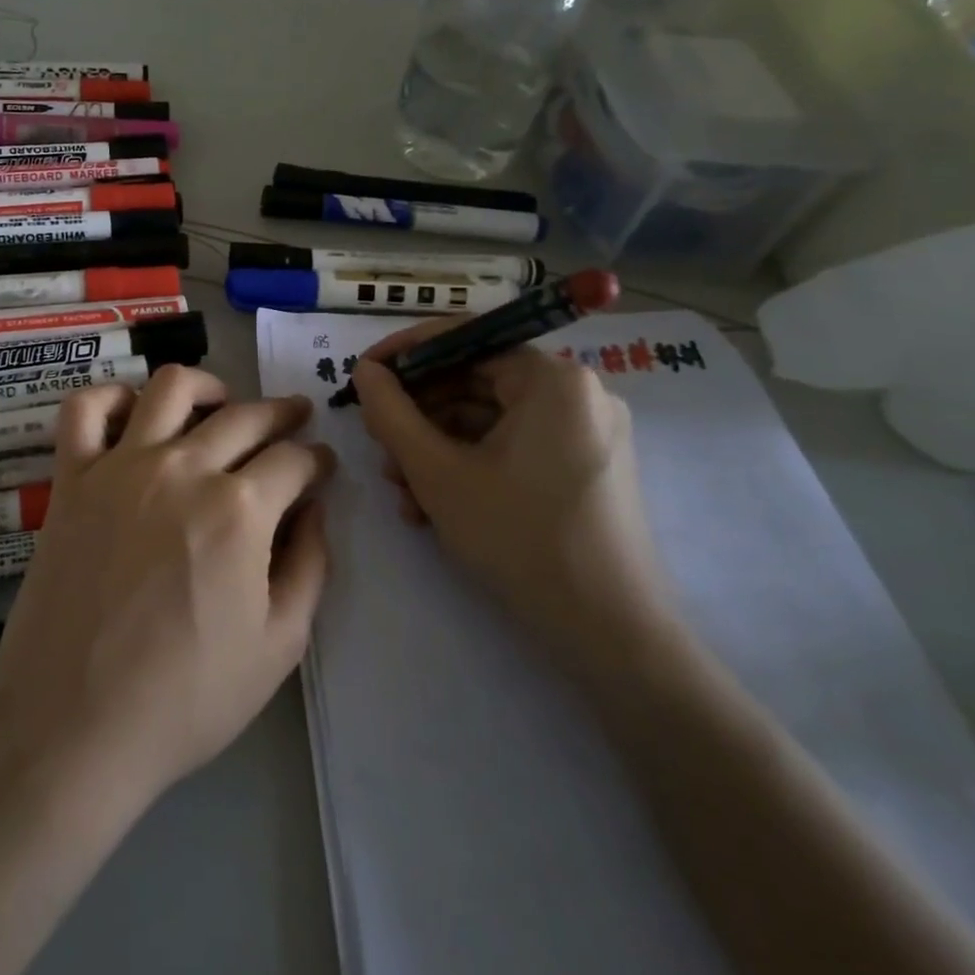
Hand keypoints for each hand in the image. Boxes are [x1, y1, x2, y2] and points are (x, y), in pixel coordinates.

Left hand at [0, 366, 332, 812]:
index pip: (294, 459)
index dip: (317, 460)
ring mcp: (121, 466)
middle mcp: (184, 468)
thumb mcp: (278, 646)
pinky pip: (86, 409)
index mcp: (240, 509)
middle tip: (294, 420)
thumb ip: (309, 566)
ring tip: (221, 402)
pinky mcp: (72, 477)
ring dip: (208, 386)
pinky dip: (113, 397)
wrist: (74, 725)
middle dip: (282, 414)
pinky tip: (134, 412)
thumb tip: (313, 510)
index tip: (321, 467)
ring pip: (171, 388)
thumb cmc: (185, 698)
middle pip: (246, 415)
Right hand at [349, 327, 677, 684]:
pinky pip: (513, 448)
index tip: (362, 375)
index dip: (405, 353)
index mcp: (553, 379)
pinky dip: (470, 466)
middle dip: (418, 414)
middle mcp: (577, 393)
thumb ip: (391, 413)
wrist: (611, 636)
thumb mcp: (437, 473)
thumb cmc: (520, 539)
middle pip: (476, 381)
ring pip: (489, 420)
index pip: (465, 338)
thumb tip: (365, 372)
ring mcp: (585, 433)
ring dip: (436, 447)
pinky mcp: (584, 468)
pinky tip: (433, 506)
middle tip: (377, 443)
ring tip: (400, 488)